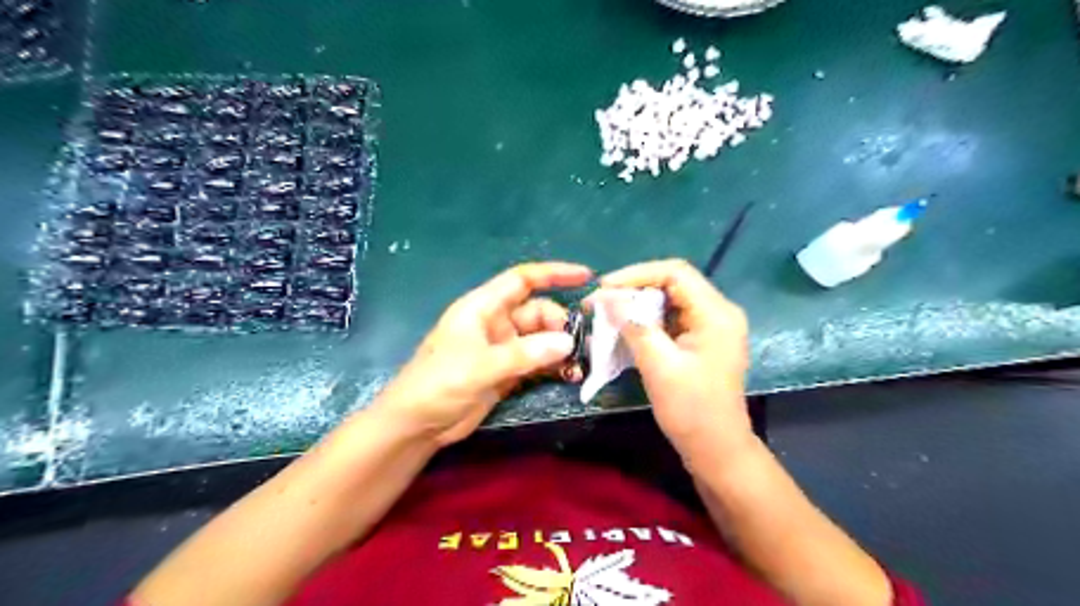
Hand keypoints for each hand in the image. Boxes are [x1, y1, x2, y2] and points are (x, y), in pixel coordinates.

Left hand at [375, 263, 589, 446]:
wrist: (416, 424)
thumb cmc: (438, 384)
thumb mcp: (481, 365)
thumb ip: (525, 354)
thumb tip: (568, 342)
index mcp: (482, 307)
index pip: (522, 280)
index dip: (554, 274)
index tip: (586, 276)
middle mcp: (495, 323)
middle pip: (537, 312)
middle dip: (560, 325)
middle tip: (579, 347)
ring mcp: (502, 348)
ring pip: (540, 338)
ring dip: (560, 349)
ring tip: (580, 364)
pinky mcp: (507, 371)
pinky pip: (537, 361)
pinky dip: (554, 366)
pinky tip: (569, 376)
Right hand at [598, 257, 752, 462]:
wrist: (716, 450)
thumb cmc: (691, 410)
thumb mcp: (659, 365)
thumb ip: (633, 326)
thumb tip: (606, 297)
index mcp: (716, 313)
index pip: (675, 273)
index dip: (636, 274)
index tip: (604, 288)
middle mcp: (718, 312)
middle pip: (672, 284)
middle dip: (633, 290)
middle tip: (600, 302)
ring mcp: (711, 327)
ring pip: (669, 302)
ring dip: (637, 306)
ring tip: (606, 314)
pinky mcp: (701, 341)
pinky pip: (670, 320)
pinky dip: (646, 322)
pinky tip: (624, 330)